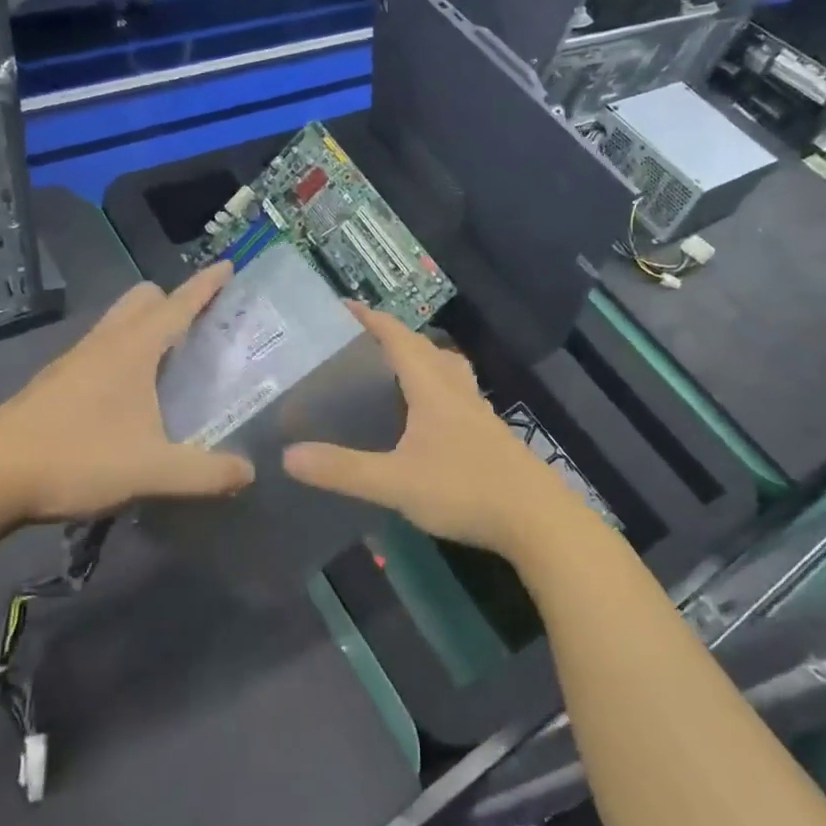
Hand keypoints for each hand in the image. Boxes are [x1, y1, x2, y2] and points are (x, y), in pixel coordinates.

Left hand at [0, 266, 253, 533]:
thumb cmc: (75, 460)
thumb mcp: (152, 471)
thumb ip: (207, 473)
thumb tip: (249, 473)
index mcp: (131, 349)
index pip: (178, 303)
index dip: (207, 285)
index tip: (229, 267)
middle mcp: (102, 343)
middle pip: (143, 300)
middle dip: (174, 301)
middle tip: (202, 328)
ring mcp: (72, 361)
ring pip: (116, 324)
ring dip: (146, 327)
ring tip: (171, 361)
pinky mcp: (52, 384)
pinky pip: (99, 350)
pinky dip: (123, 353)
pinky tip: (129, 395)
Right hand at [283, 305, 593, 560]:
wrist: (537, 519)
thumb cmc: (465, 490)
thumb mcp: (396, 482)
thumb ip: (343, 470)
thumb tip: (288, 455)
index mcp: (433, 388)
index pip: (399, 339)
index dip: (372, 319)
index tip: (345, 306)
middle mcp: (457, 391)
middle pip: (426, 348)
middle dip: (394, 337)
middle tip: (361, 343)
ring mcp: (478, 412)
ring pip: (447, 370)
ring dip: (421, 359)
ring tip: (393, 371)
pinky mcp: (489, 435)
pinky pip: (456, 395)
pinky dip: (435, 388)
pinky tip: (425, 418)